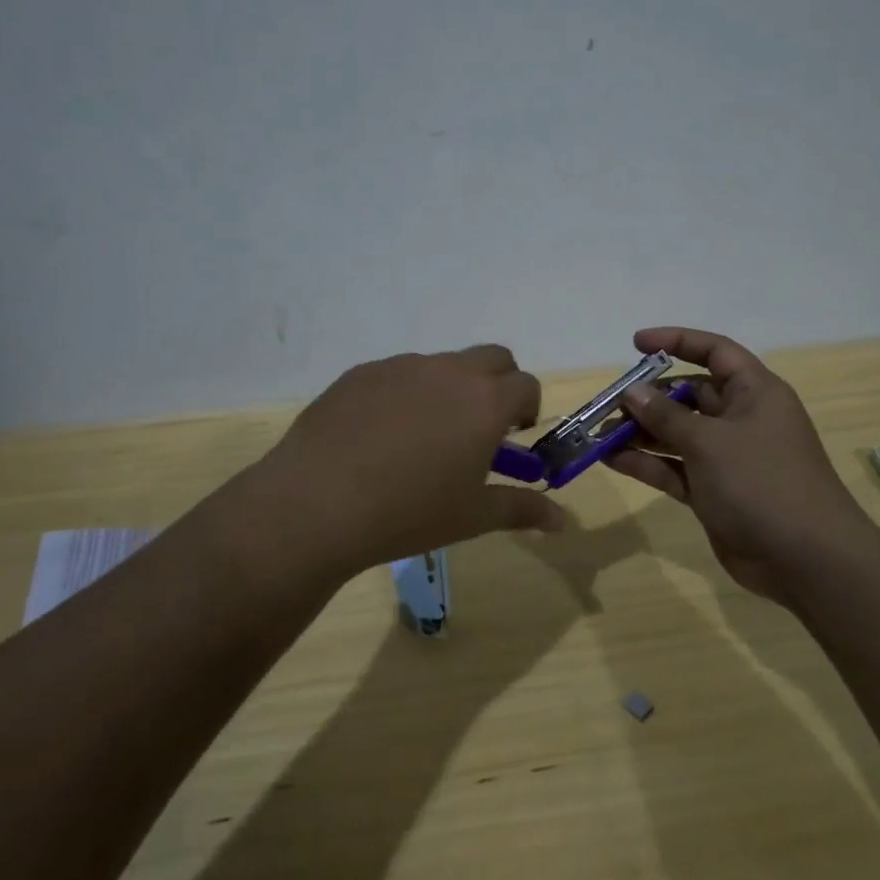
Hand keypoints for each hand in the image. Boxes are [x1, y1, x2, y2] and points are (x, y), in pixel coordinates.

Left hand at [261, 345, 559, 578]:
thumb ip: (522, 509)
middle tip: (480, 426)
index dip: (527, 409)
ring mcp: (402, 366)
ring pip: (443, 364)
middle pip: (493, 357)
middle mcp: (449, 371)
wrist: (317, 504)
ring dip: (450, 388)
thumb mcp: (473, 517)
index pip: (526, 385)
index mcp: (485, 401)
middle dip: (498, 383)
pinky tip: (380, 435)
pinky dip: (406, 394)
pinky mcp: (362, 372)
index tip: (513, 437)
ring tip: (423, 437)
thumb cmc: (409, 513)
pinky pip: (398, 374)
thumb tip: (562, 521)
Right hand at [605, 327, 862, 604]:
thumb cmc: (762, 483)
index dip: (677, 341)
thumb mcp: (710, 442)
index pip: (714, 352)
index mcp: (754, 393)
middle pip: (689, 395)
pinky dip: (647, 463)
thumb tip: (632, 391)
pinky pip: (675, 468)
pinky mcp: (715, 491)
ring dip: (641, 432)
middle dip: (649, 396)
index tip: (635, 344)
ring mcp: (728, 457)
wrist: (807, 561)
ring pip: (678, 433)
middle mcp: (742, 419)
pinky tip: (612, 459)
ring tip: (600, 433)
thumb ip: (666, 415)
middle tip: (608, 403)